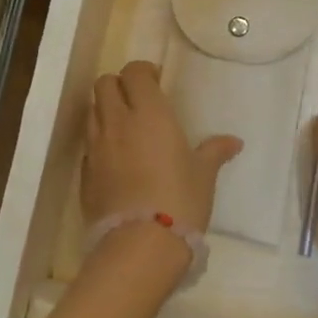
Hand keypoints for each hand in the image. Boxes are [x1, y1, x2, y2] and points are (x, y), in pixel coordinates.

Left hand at [82, 60, 241, 238]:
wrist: (139, 245)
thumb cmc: (180, 200)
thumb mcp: (203, 175)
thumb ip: (214, 151)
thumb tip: (234, 142)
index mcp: (149, 113)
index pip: (134, 72)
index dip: (143, 72)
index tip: (157, 82)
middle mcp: (117, 122)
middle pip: (104, 84)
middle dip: (119, 85)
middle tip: (138, 100)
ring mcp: (96, 147)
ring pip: (92, 111)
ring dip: (106, 110)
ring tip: (126, 128)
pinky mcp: (84, 173)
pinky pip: (89, 144)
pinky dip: (100, 141)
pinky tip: (116, 159)